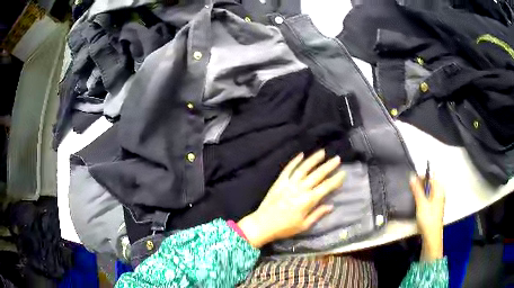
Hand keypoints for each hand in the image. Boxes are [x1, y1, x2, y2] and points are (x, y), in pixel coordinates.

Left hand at [238, 150, 344, 247]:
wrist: (262, 225)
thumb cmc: (285, 228)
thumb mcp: (304, 225)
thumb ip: (318, 214)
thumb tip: (331, 206)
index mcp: (308, 201)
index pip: (326, 187)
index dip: (336, 180)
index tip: (343, 172)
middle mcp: (300, 189)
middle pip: (317, 175)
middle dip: (329, 166)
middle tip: (337, 158)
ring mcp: (289, 184)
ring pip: (304, 168)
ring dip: (313, 159)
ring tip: (322, 152)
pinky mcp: (279, 182)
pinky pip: (288, 169)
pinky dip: (295, 161)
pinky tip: (301, 154)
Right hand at [410, 175, 444, 260]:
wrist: (431, 236)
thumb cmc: (428, 218)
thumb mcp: (421, 203)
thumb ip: (417, 189)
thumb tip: (412, 176)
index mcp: (439, 189)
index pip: (430, 177)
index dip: (421, 178)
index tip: (411, 182)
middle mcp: (440, 193)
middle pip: (429, 185)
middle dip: (420, 186)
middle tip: (411, 191)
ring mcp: (438, 202)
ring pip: (428, 193)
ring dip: (420, 194)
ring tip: (413, 199)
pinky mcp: (435, 209)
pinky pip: (428, 199)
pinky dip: (423, 200)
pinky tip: (417, 206)